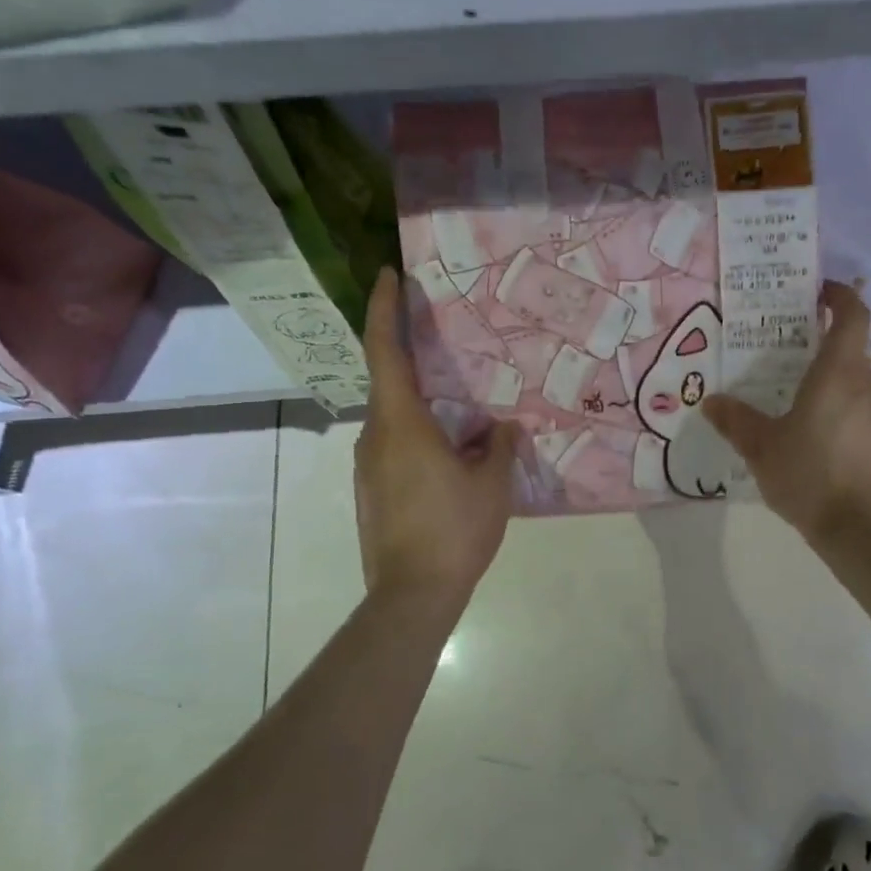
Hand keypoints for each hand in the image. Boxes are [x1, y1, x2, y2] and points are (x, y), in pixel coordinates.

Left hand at [355, 269, 516, 601]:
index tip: (388, 275)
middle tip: (447, 345)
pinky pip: (395, 446)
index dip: (384, 308)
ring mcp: (367, 465)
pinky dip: (419, 436)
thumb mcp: (491, 484)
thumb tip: (503, 429)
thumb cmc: (454, 530)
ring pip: (394, 418)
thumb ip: (499, 447)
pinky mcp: (370, 490)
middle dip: (412, 358)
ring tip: (461, 411)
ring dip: (422, 405)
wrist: (411, 595)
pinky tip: (450, 455)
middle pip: (388, 382)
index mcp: (401, 421)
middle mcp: (374, 435)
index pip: (383, 350)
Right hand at [703, 282, 870, 546]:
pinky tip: (814, 438)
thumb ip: (735, 421)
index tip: (817, 290)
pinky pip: (860, 412)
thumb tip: (711, 401)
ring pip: (855, 383)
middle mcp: (868, 385)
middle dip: (820, 342)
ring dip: (829, 380)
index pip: (852, 315)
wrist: (864, 531)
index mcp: (839, 373)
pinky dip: (839, 410)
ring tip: (792, 397)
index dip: (838, 295)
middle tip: (784, 349)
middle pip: (850, 349)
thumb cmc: (810, 476)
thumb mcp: (761, 448)